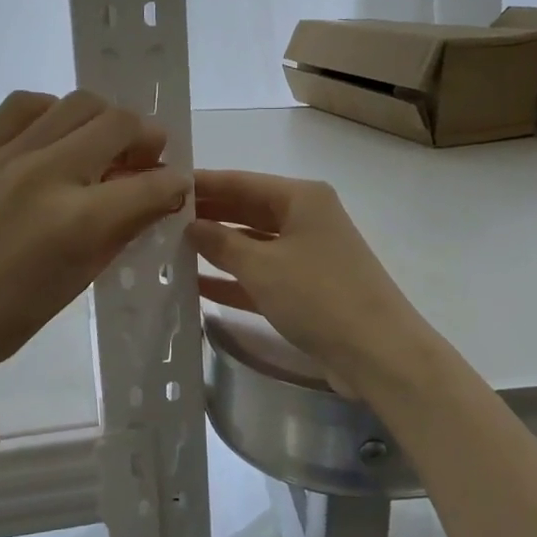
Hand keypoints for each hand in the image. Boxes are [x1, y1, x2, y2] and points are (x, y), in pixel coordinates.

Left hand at [0, 90, 187, 393]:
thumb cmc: (13, 315)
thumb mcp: (83, 277)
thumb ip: (125, 227)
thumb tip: (158, 195)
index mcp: (78, 221)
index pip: (151, 184)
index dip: (176, 184)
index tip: (177, 187)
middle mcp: (48, 174)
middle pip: (119, 123)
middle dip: (147, 138)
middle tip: (145, 159)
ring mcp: (9, 156)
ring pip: (78, 103)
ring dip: (104, 120)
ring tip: (101, 145)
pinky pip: (24, 104)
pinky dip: (52, 111)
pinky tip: (55, 135)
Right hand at [187, 170, 439, 398]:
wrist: (379, 354)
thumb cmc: (319, 296)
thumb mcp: (262, 267)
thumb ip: (221, 243)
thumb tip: (190, 225)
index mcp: (301, 198)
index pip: (240, 182)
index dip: (202, 184)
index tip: (162, 185)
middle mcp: (305, 218)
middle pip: (246, 211)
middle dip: (206, 216)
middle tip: (157, 221)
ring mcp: (307, 254)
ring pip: (252, 244)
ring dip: (216, 249)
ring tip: (169, 251)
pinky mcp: (307, 288)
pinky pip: (261, 275)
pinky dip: (234, 279)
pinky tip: (197, 286)